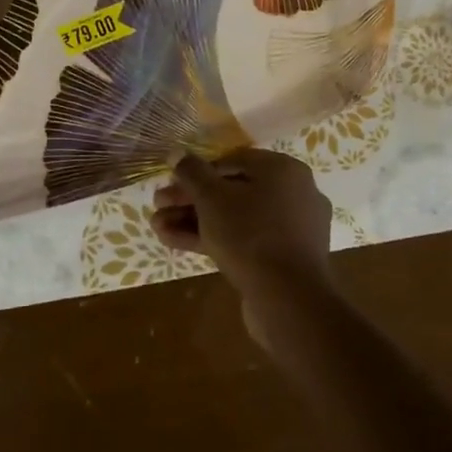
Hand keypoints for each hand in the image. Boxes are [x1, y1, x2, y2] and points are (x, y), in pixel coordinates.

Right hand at [153, 149, 336, 347]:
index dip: (196, 171)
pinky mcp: (282, 259)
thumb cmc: (250, 234)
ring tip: (158, 227)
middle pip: (232, 191)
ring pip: (235, 218)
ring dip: (195, 221)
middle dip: (190, 200)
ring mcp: (290, 230)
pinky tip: (175, 242)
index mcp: (283, 170)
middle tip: (158, 206)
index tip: (170, 183)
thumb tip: (177, 152)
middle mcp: (293, 194)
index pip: (232, 161)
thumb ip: (192, 172)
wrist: (288, 300)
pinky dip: (213, 240)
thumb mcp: (212, 198)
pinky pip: (245, 241)